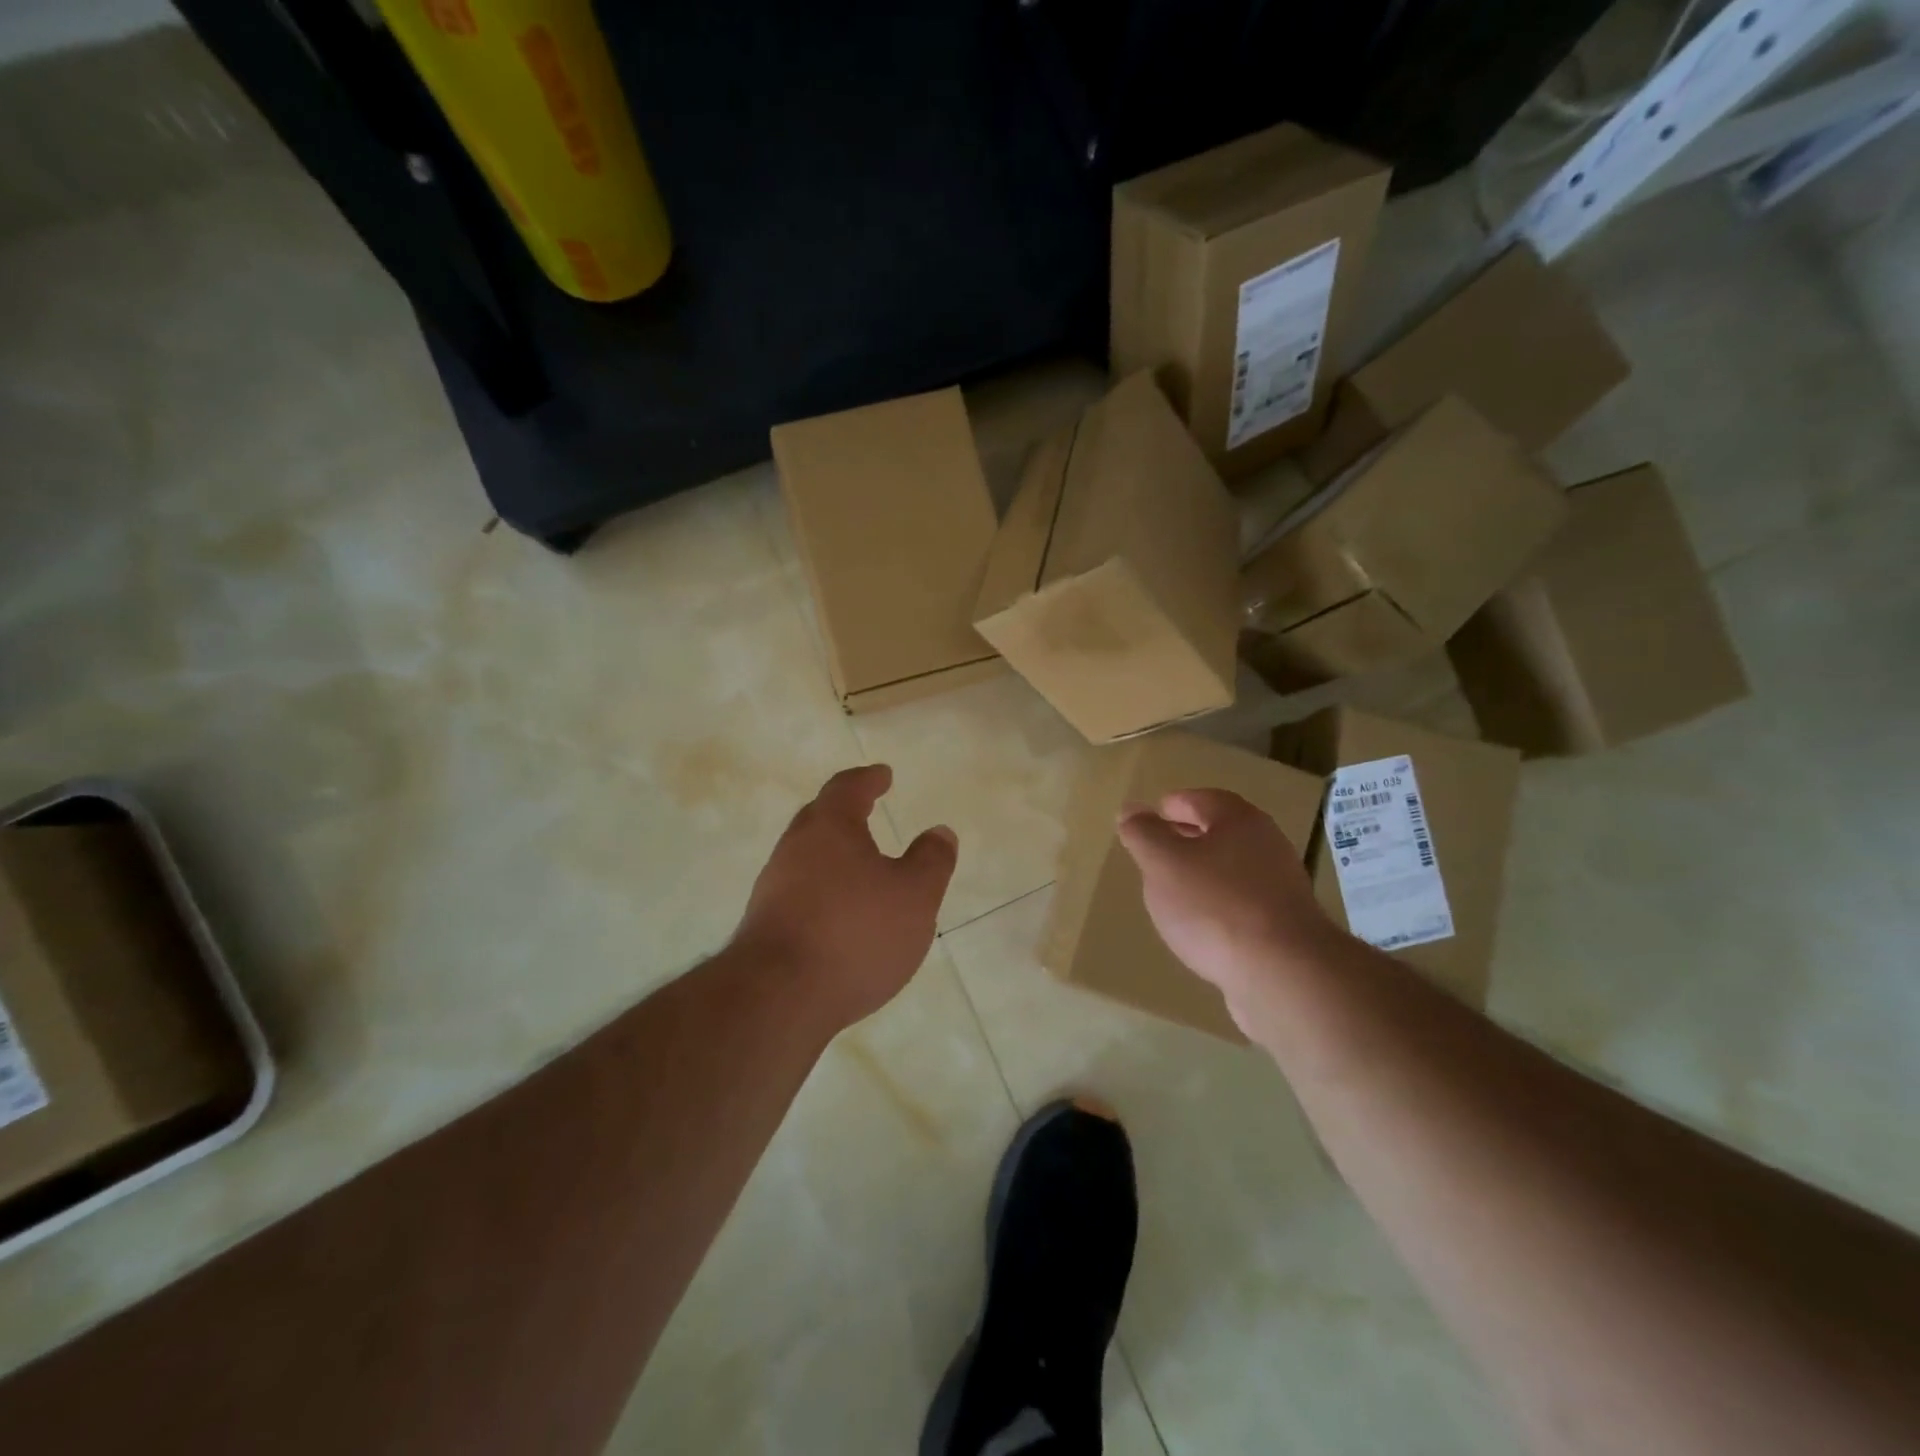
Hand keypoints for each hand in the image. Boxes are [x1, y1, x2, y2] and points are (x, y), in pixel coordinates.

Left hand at [732, 765, 957, 1031]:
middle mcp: (794, 848)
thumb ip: (932, 860)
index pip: (847, 788)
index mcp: (829, 827)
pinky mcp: (764, 925)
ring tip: (860, 868)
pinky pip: (799, 892)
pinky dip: (823, 890)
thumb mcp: (914, 895)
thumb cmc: (855, 933)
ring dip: (833, 855)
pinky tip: (840, 915)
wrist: (778, 998)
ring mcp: (773, 888)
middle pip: (819, 818)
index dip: (868, 779)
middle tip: (867, 810)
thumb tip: (940, 831)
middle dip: (845, 812)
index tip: (883, 775)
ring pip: (806, 857)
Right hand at [1117, 789, 1336, 1035]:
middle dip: (1187, 837)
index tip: (1150, 817)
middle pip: (1221, 832)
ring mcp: (1280, 887)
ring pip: (1233, 868)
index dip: (1173, 805)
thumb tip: (1131, 809)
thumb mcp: (1163, 864)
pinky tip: (1202, 926)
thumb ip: (1144, 834)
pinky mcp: (1285, 925)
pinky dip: (1220, 904)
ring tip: (1173, 890)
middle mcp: (1267, 845)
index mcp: (1239, 821)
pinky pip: (1244, 903)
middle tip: (1156, 851)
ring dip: (1204, 873)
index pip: (1202, 799)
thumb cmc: (1215, 906)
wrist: (1283, 974)